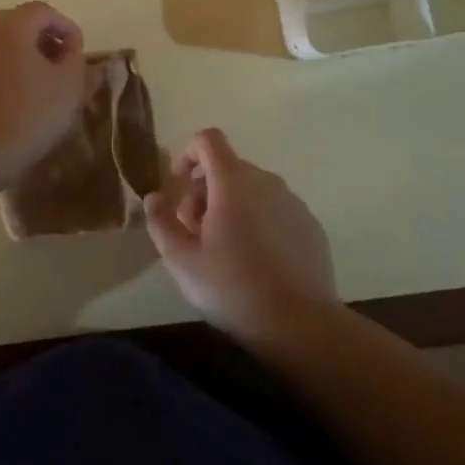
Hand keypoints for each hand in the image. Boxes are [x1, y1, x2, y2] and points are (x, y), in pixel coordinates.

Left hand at [0, 2, 86, 181]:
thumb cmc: (27, 114)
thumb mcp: (68, 85)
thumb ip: (74, 58)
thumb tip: (67, 49)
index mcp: (10, 23)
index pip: (44, 12)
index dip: (67, 29)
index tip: (78, 56)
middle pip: (19, 25)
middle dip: (43, 42)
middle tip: (60, 70)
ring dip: (21, 58)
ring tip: (37, 88)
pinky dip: (0, 73)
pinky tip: (10, 101)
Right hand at [144, 128, 336, 341]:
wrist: (301, 324)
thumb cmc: (233, 288)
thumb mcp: (182, 260)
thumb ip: (161, 222)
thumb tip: (154, 197)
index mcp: (233, 182)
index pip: (208, 140)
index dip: (188, 153)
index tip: (178, 183)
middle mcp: (266, 181)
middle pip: (228, 168)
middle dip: (204, 191)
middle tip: (194, 232)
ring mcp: (293, 202)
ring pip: (252, 190)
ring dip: (231, 207)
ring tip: (223, 251)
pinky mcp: (310, 225)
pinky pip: (275, 210)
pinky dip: (258, 222)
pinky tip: (255, 262)